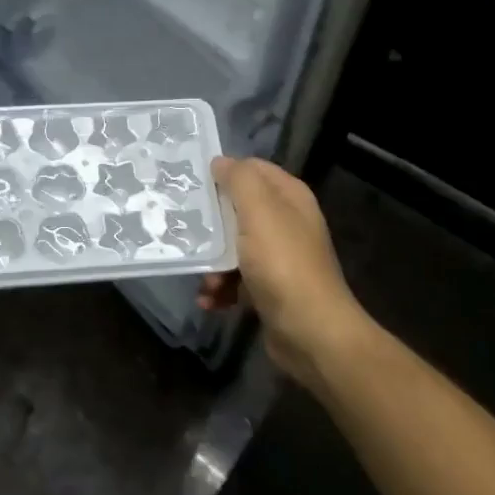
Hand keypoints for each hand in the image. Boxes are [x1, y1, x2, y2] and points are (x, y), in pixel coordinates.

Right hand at [198, 157, 372, 388]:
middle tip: (182, 229)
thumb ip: (240, 180)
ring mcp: (279, 257)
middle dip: (211, 223)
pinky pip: (237, 280)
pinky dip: (222, 289)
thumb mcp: (259, 211)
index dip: (223, 172)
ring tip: (204, 281)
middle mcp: (286, 222)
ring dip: (213, 264)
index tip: (190, 183)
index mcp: (289, 197)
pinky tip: (211, 302)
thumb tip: (221, 162)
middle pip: (238, 209)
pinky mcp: (270, 289)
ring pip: (234, 247)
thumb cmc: (283, 264)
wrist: (311, 333)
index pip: (252, 169)